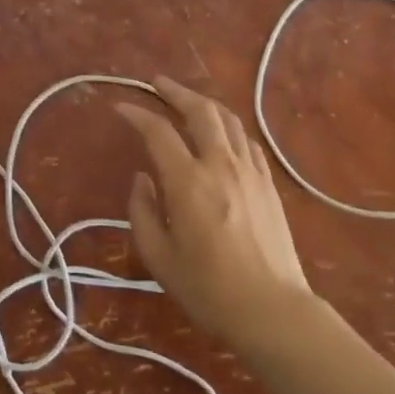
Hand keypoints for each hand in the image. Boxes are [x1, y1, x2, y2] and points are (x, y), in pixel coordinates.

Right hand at [117, 77, 314, 352]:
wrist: (272, 310)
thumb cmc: (208, 289)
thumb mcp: (159, 258)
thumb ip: (142, 212)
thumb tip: (142, 179)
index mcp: (188, 182)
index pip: (158, 132)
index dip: (137, 115)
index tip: (121, 107)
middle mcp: (220, 165)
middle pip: (200, 110)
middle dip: (175, 91)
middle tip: (157, 83)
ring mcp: (250, 171)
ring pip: (228, 119)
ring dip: (204, 103)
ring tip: (187, 100)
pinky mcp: (268, 183)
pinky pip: (247, 140)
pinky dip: (228, 127)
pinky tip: (221, 133)